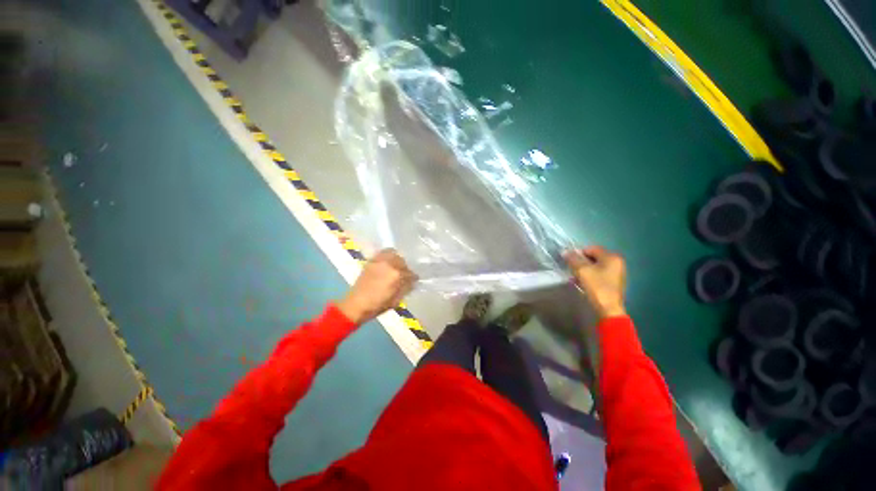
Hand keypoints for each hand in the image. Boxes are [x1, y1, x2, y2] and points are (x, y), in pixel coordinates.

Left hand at [337, 248, 416, 324]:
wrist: (356, 305)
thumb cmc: (377, 305)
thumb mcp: (396, 300)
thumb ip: (406, 288)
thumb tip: (412, 281)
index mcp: (397, 275)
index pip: (411, 273)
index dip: (413, 278)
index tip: (414, 280)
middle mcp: (389, 264)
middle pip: (403, 261)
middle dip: (405, 268)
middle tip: (404, 274)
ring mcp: (379, 261)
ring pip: (394, 254)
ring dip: (397, 259)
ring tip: (397, 266)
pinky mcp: (371, 261)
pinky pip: (383, 253)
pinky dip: (388, 255)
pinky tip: (388, 262)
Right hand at [564, 246, 627, 319]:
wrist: (608, 309)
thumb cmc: (597, 287)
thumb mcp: (582, 271)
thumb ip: (573, 259)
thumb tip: (565, 251)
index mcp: (612, 257)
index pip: (591, 248)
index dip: (578, 253)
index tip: (569, 261)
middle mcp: (616, 263)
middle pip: (593, 257)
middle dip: (580, 262)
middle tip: (571, 269)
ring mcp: (616, 273)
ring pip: (595, 266)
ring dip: (583, 270)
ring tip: (574, 277)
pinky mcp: (613, 282)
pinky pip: (598, 274)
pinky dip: (589, 276)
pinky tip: (581, 282)